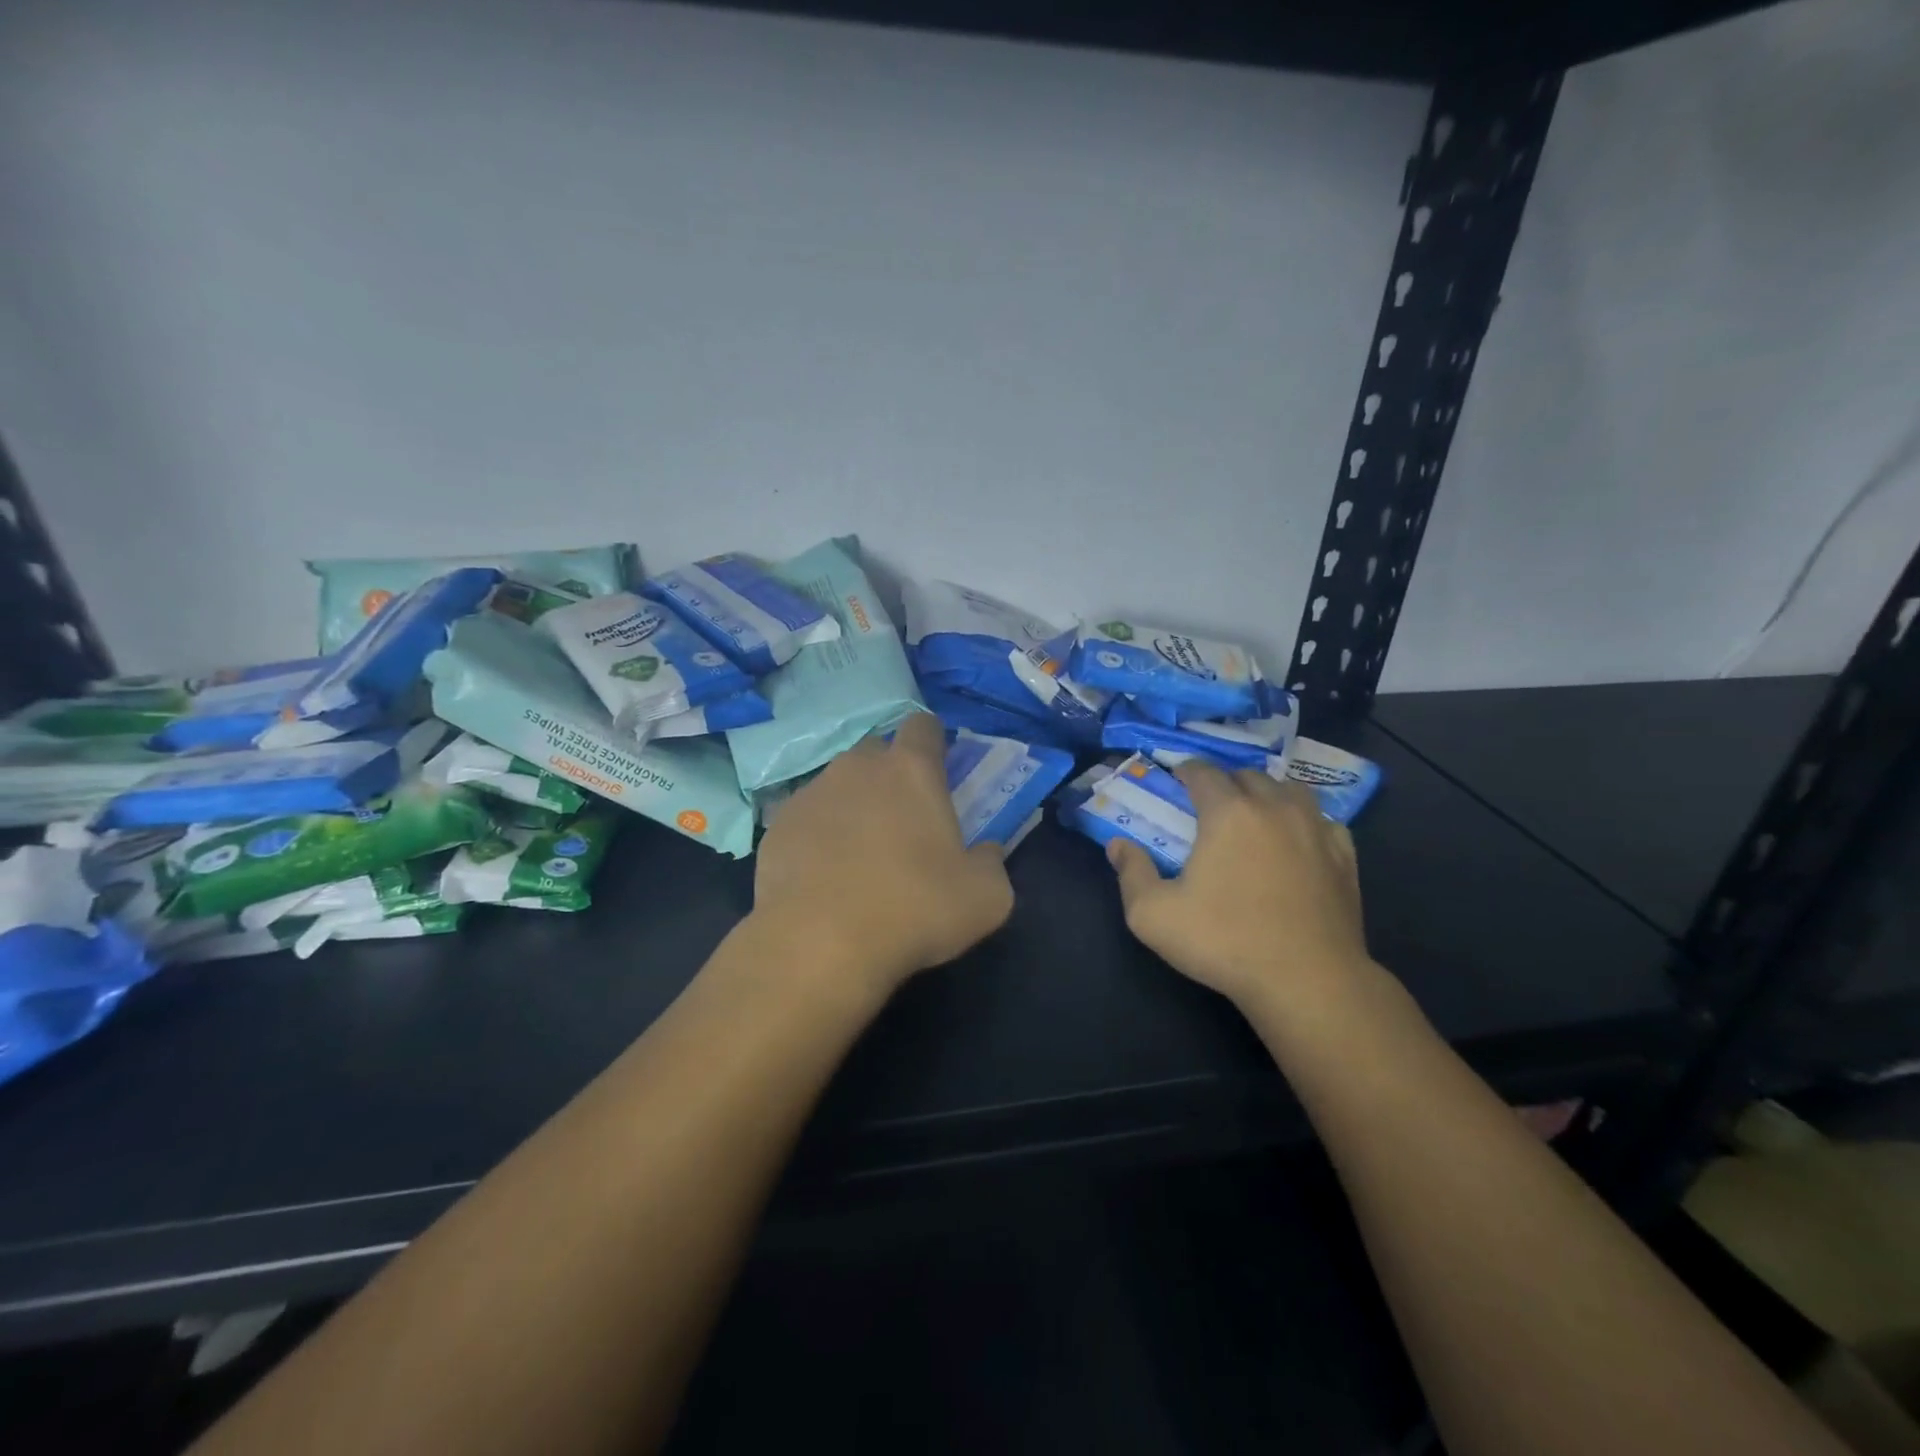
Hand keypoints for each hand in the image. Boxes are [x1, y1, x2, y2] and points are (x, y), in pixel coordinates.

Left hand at [752, 713, 1014, 997]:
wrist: (818, 944)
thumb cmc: (913, 910)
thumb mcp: (985, 898)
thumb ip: (991, 864)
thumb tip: (987, 853)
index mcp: (911, 771)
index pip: (923, 726)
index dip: (933, 742)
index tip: (939, 770)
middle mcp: (857, 768)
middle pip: (877, 751)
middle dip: (890, 774)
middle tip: (903, 819)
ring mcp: (811, 793)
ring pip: (838, 784)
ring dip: (853, 805)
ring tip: (859, 853)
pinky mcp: (777, 825)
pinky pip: (807, 818)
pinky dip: (818, 835)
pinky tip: (823, 875)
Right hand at [1108, 761, 1371, 1012]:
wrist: (1307, 981)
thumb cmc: (1224, 942)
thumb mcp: (1152, 915)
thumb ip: (1131, 873)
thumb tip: (1117, 845)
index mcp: (1228, 813)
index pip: (1204, 772)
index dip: (1186, 770)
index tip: (1176, 779)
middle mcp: (1274, 808)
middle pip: (1248, 776)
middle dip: (1225, 782)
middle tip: (1209, 804)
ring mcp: (1316, 830)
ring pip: (1290, 790)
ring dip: (1267, 794)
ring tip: (1254, 814)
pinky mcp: (1344, 857)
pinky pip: (1323, 820)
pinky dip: (1305, 821)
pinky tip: (1297, 840)